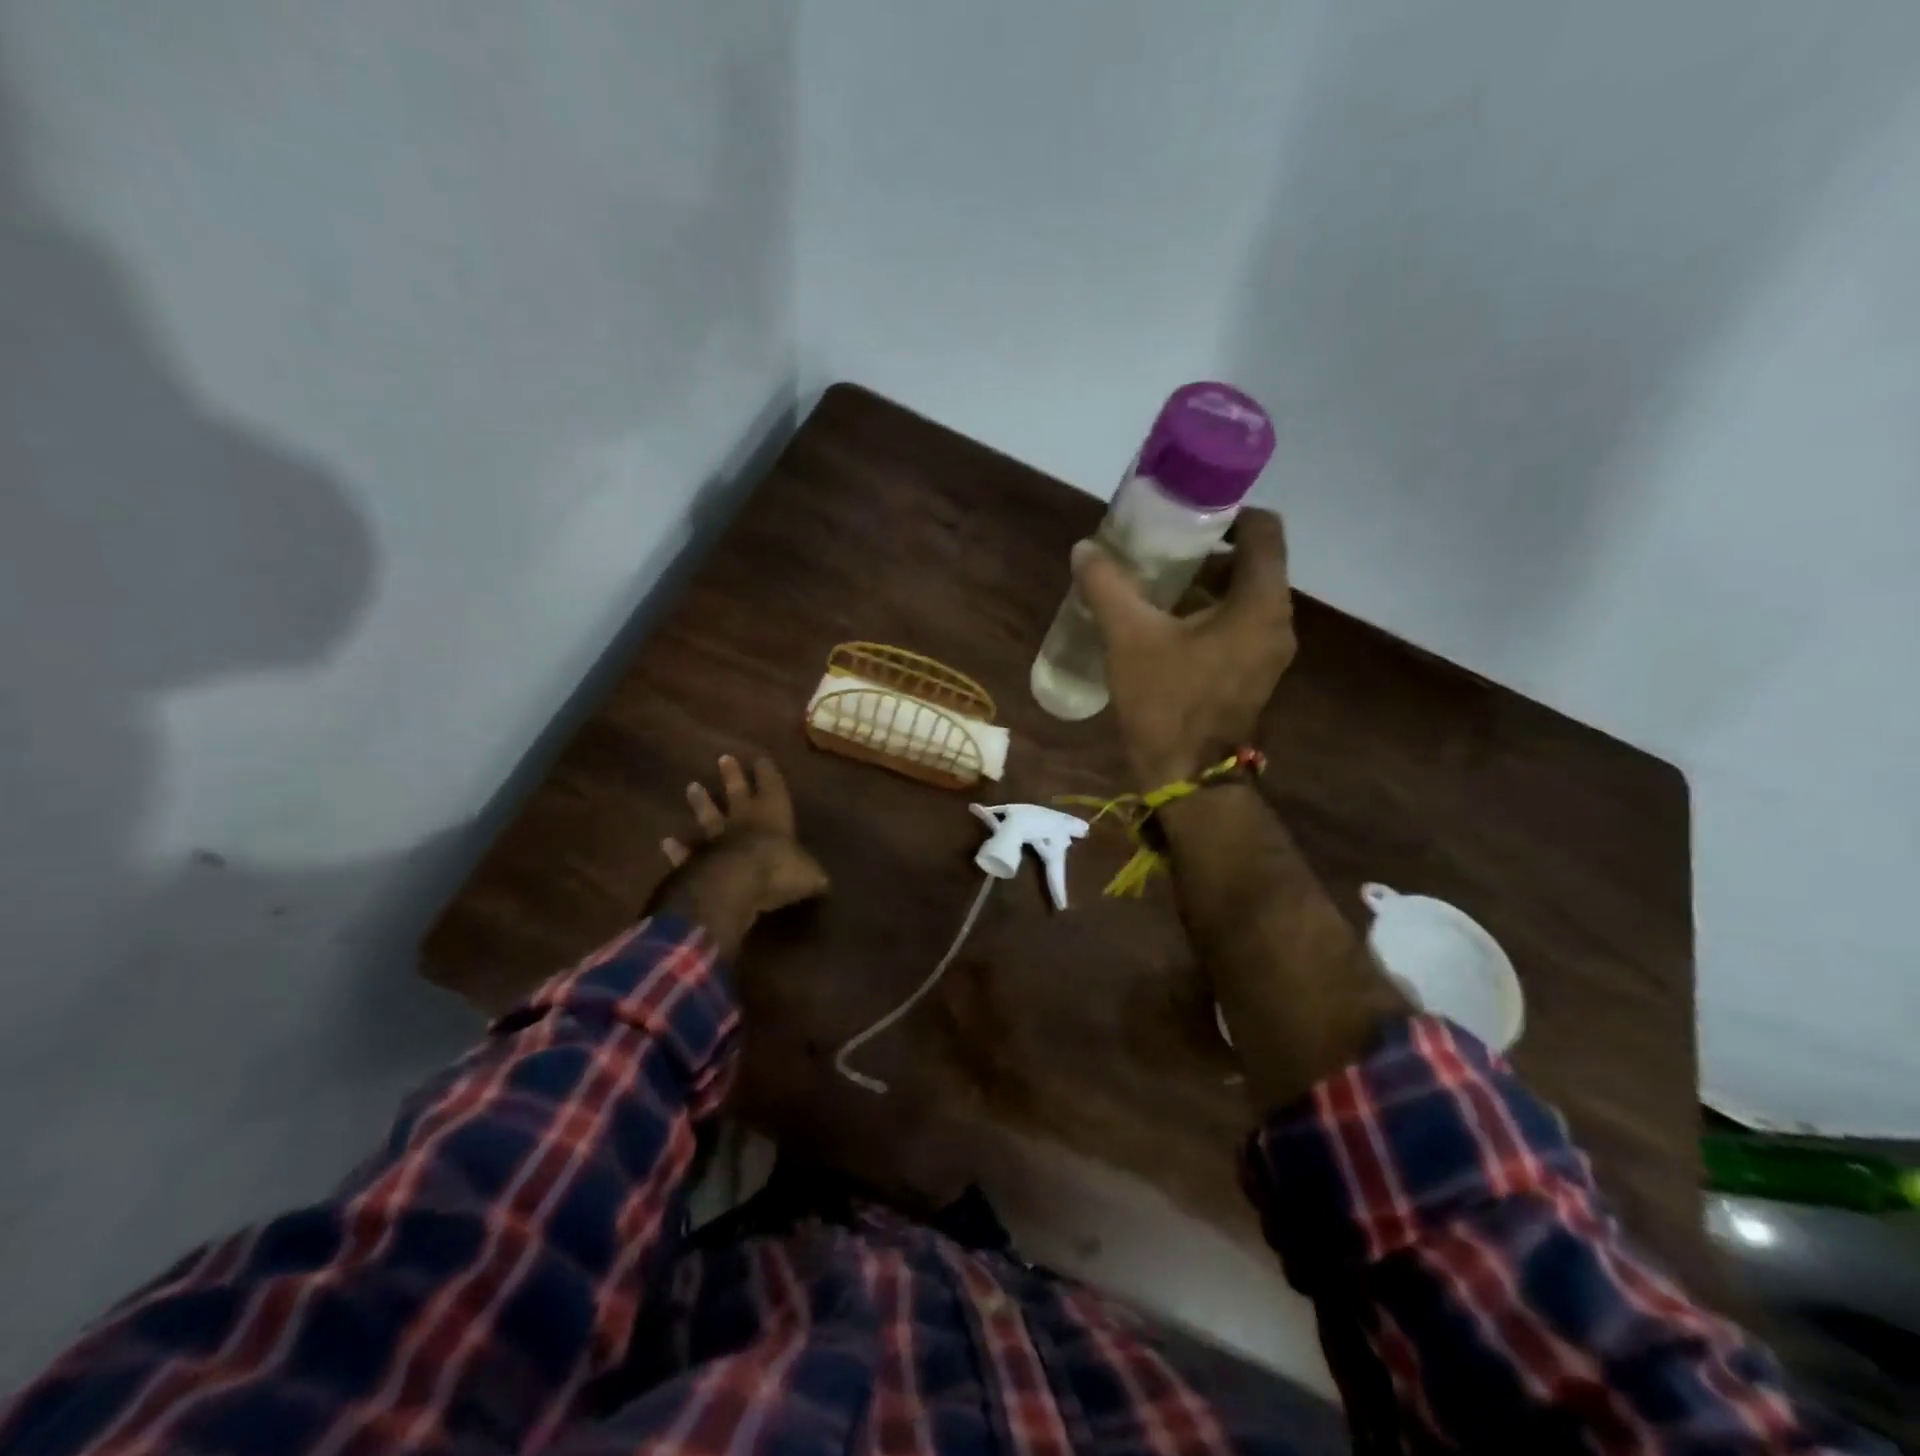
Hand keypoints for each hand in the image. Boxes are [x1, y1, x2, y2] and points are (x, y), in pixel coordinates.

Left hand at [661, 754, 829, 913]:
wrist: (734, 885)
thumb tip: (824, 882)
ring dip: (701, 803)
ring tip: (691, 786)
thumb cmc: (777, 870)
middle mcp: (744, 821)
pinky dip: (677, 848)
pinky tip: (667, 841)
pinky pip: (686, 852)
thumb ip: (813, 876)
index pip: (773, 788)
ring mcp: (716, 839)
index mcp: (773, 816)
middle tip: (724, 758)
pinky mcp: (695, 860)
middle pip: (737, 793)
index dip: (768, 774)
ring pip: (708, 816)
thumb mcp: (809, 875)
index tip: (761, 758)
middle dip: (733, 776)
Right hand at [1073, 508, 1294, 787]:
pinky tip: (1165, 624)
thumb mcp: (1129, 638)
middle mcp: (1276, 621)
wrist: (1187, 778)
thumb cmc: (1167, 702)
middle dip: (1207, 551)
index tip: (1188, 514)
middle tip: (1161, 548)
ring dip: (1205, 585)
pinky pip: (1237, 626)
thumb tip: (1085, 549)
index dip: (1229, 513)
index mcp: (1259, 603)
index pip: (1264, 530)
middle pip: (1252, 563)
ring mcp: (1269, 652)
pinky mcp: (1253, 675)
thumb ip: (1107, 587)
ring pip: (1243, 597)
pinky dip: (1208, 615)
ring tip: (1156, 584)